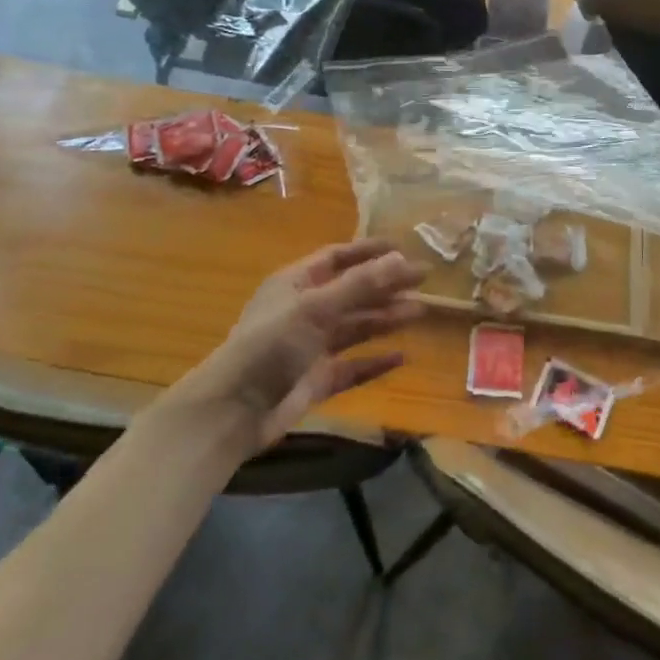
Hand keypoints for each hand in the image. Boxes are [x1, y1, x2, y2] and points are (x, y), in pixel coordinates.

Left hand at [193, 240, 423, 445]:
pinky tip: (402, 358)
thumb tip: (401, 258)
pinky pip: (353, 366)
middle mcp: (305, 310)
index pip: (337, 258)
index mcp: (296, 283)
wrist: (234, 411)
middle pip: (352, 292)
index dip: (369, 251)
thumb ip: (360, 285)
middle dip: (386, 286)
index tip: (403, 248)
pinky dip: (375, 361)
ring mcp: (311, 347)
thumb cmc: (271, 345)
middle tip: (424, 282)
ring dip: (386, 318)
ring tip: (421, 312)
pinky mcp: (317, 380)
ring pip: (356, 327)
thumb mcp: (316, 307)